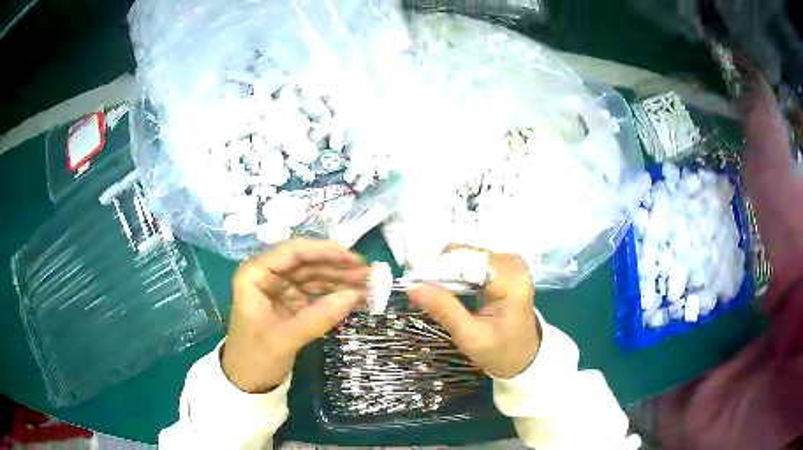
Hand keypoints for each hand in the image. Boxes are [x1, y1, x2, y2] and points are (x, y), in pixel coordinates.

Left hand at [223, 239, 369, 392]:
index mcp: (255, 275)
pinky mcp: (292, 305)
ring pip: (315, 277)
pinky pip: (317, 294)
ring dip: (341, 281)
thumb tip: (353, 295)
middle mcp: (268, 276)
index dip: (323, 251)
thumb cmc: (255, 358)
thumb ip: (317, 317)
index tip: (352, 256)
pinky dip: (336, 296)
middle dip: (337, 267)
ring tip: (370, 286)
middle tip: (369, 273)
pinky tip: (357, 299)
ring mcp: (281, 291)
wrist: (246, 383)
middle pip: (307, 263)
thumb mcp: (284, 339)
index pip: (292, 252)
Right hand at [407, 250, 539, 378]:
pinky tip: (444, 288)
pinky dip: (456, 272)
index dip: (438, 270)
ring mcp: (510, 264)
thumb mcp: (470, 337)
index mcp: (511, 282)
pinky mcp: (504, 268)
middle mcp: (513, 265)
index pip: (468, 263)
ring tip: (428, 290)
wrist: (525, 358)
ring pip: (467, 255)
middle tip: (418, 289)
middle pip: (467, 255)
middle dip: (440, 270)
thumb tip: (413, 287)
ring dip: (445, 271)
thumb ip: (444, 311)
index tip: (412, 283)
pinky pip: (473, 261)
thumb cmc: (500, 352)